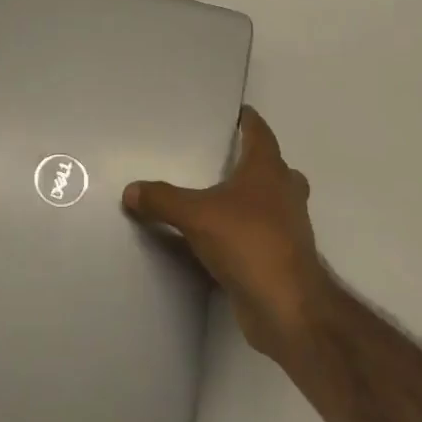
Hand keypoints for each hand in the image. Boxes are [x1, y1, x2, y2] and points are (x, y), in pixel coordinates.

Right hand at [123, 107, 327, 361]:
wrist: (289, 309)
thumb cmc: (248, 243)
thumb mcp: (195, 216)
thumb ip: (162, 200)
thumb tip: (130, 190)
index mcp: (268, 172)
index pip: (261, 135)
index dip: (251, 122)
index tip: (241, 112)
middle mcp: (284, 194)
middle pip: (277, 169)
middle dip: (257, 162)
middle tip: (229, 158)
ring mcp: (290, 229)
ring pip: (276, 203)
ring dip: (257, 198)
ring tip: (224, 198)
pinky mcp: (285, 260)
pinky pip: (266, 235)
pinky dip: (249, 231)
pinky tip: (224, 238)